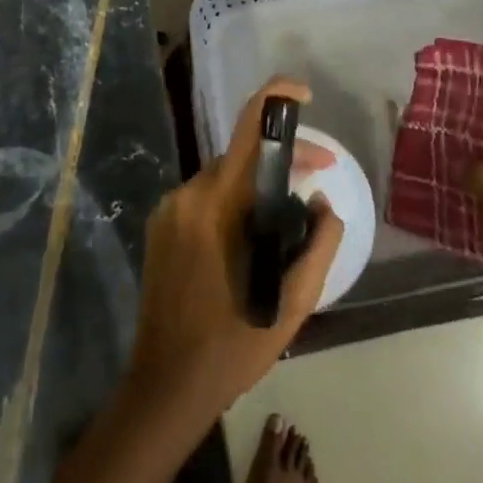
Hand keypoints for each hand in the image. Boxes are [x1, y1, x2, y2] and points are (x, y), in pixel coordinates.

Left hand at [123, 77, 344, 427]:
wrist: (165, 387)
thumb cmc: (233, 346)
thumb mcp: (294, 303)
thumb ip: (319, 245)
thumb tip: (322, 204)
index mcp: (218, 204)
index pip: (248, 128)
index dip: (276, 98)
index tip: (304, 95)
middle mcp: (189, 194)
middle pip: (240, 156)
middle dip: (282, 159)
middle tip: (318, 178)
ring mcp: (169, 209)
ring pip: (224, 178)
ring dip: (257, 185)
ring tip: (289, 215)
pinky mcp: (161, 226)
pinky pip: (205, 198)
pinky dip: (233, 202)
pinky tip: (252, 235)